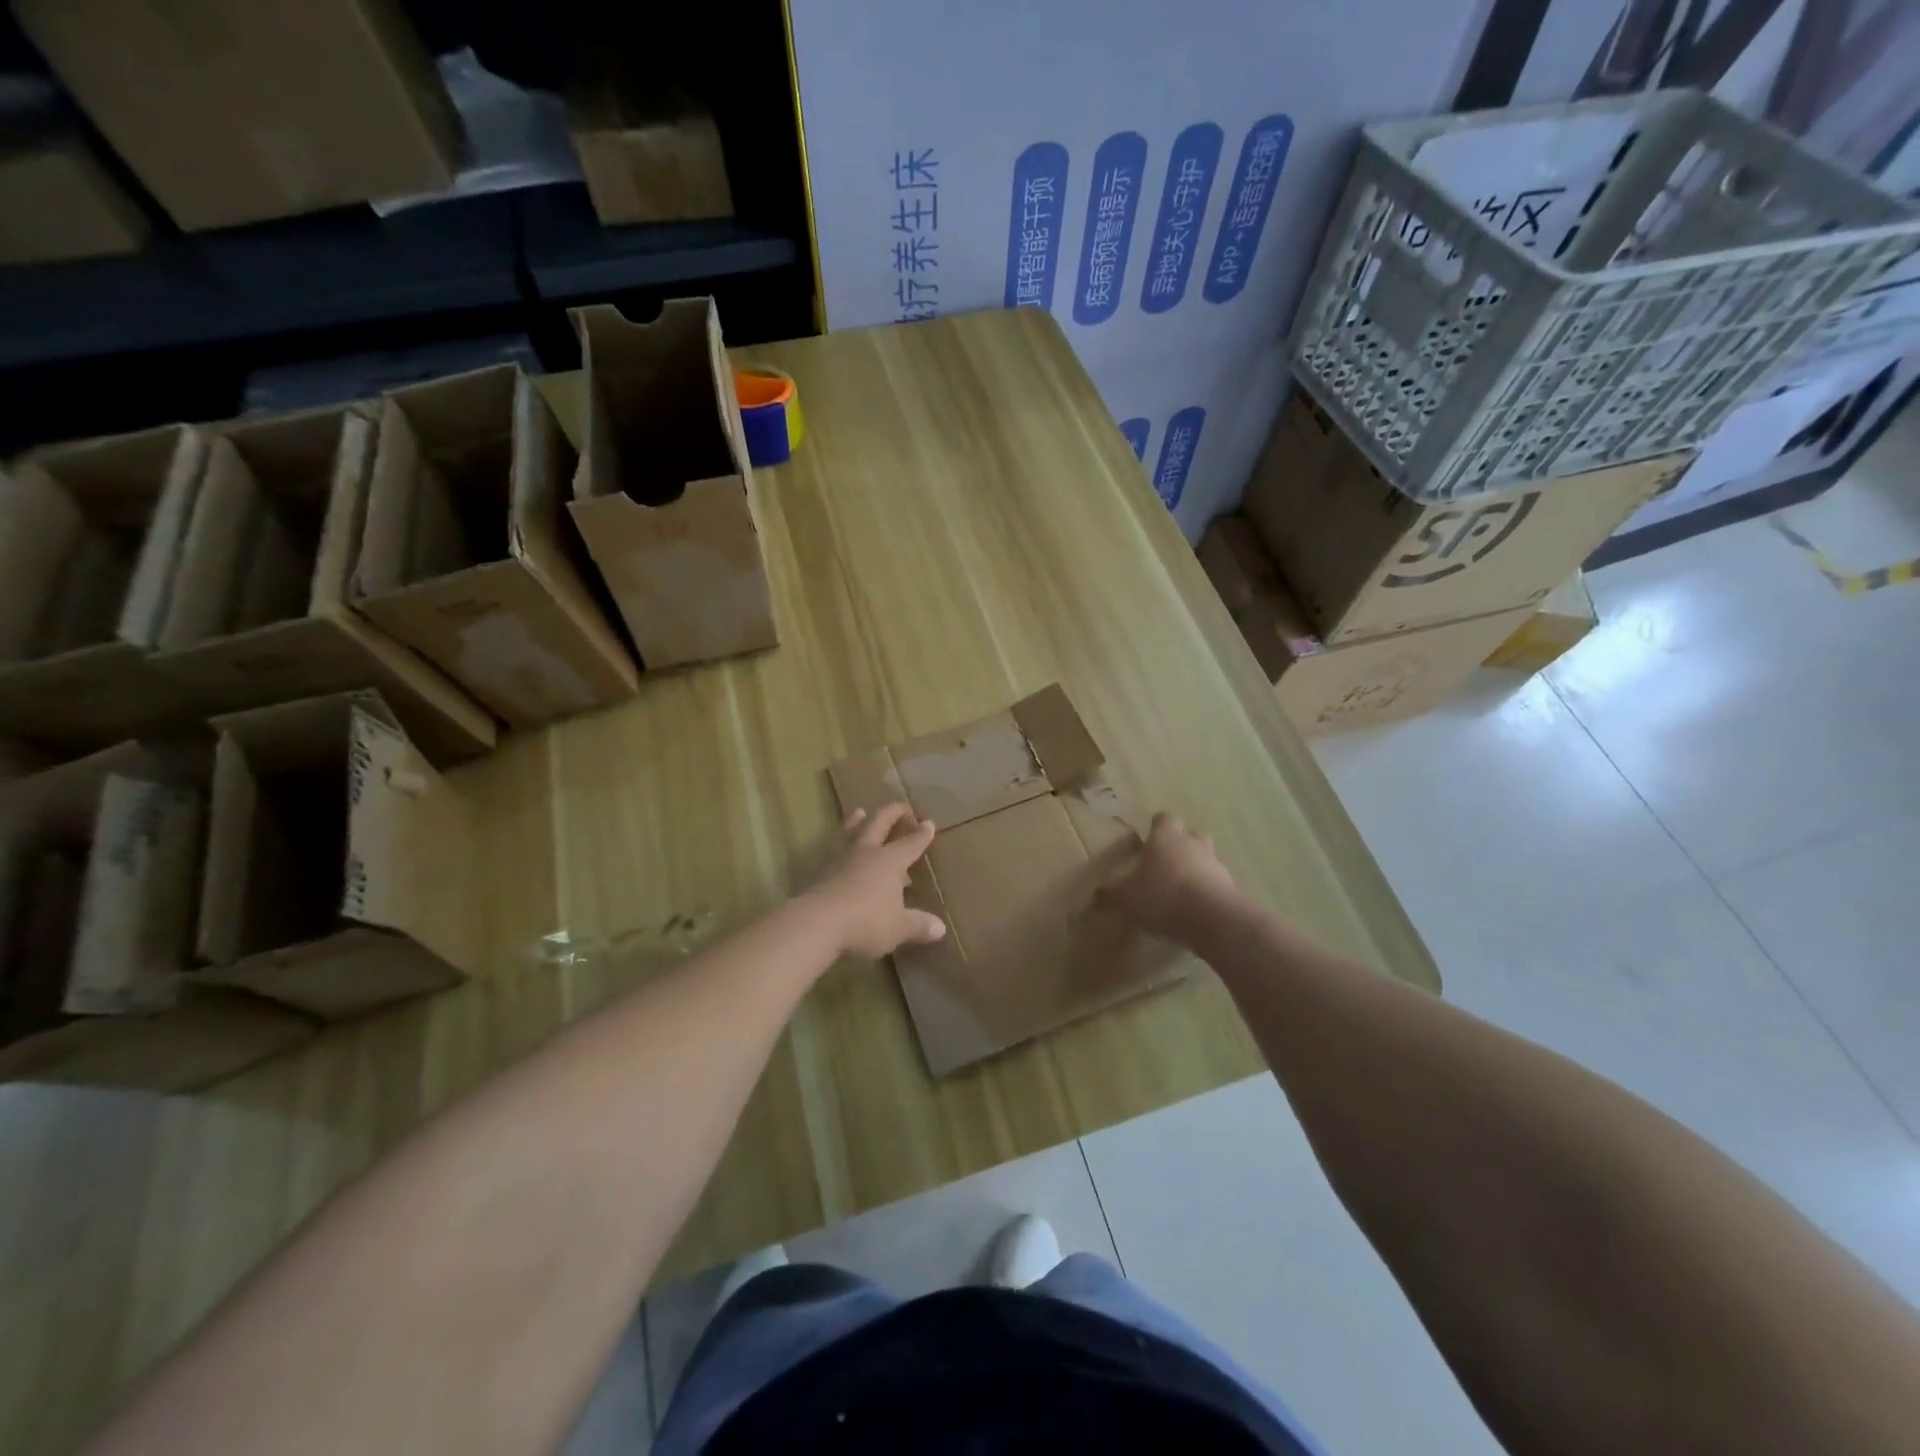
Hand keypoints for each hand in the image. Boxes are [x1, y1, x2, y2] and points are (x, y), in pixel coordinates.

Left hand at [806, 803, 947, 957]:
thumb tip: (940, 929)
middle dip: (891, 813)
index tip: (928, 823)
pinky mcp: (819, 872)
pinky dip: (840, 847)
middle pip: (878, 823)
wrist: (816, 922)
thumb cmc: (866, 921)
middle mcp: (866, 853)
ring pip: (851, 832)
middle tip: (900, 806)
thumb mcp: (898, 928)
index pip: (910, 843)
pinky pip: (833, 852)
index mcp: (890, 861)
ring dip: (857, 821)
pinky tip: (838, 852)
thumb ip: (918, 925)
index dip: (921, 834)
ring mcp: (840, 860)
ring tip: (859, 811)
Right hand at [1094, 813, 1238, 945]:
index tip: (1147, 841)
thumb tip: (1095, 897)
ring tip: (1180, 891)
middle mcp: (1192, 844)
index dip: (1155, 829)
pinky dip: (1207, 892)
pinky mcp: (1231, 887)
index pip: (1162, 820)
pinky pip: (1216, 884)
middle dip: (1180, 846)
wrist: (1213, 920)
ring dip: (1196, 869)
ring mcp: (1216, 864)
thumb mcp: (1126, 900)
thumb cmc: (1163, 897)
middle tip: (1165, 864)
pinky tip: (1195, 910)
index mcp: (1165, 838)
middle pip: (1190, 835)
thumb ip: (1110, 896)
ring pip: (1206, 859)